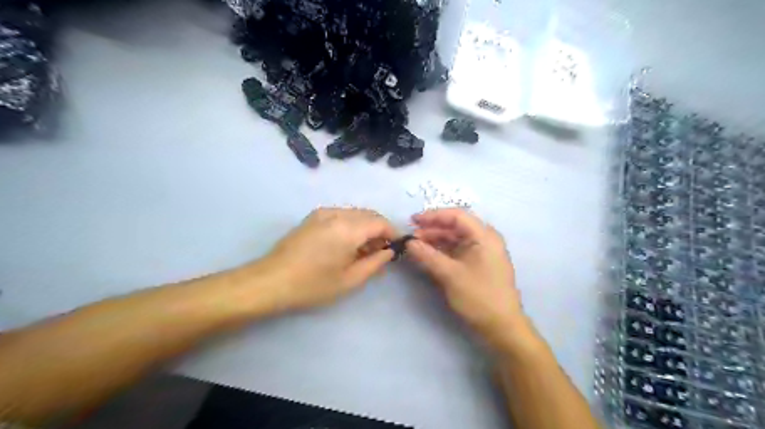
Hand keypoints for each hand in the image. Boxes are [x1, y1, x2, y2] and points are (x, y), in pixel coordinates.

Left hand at [261, 207, 396, 310]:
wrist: (271, 281)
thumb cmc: (313, 285)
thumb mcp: (350, 280)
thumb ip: (375, 263)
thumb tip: (389, 252)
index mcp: (349, 228)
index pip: (381, 222)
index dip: (392, 233)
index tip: (396, 248)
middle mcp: (338, 213)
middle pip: (369, 214)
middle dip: (379, 230)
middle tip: (380, 252)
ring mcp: (323, 212)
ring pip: (355, 213)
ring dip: (365, 227)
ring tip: (362, 250)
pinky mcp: (313, 216)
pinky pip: (341, 215)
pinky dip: (351, 225)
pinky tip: (346, 243)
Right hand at [405, 210, 526, 350]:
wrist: (501, 327)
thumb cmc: (479, 296)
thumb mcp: (450, 275)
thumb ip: (427, 256)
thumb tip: (408, 243)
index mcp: (484, 236)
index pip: (457, 216)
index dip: (433, 215)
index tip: (413, 220)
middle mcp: (485, 239)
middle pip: (456, 226)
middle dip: (432, 229)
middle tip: (411, 236)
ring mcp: (482, 252)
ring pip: (455, 239)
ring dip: (436, 240)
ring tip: (416, 246)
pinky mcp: (478, 264)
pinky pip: (458, 250)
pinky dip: (442, 251)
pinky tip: (428, 255)